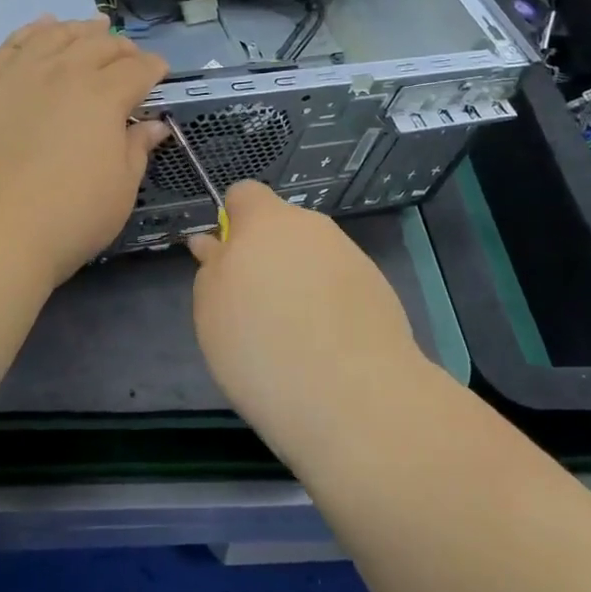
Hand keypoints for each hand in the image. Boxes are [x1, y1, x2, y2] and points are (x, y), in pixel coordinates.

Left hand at [0, 18, 169, 286]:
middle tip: (129, 56)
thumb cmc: (71, 216)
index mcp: (104, 95)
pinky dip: (31, 32)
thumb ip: (137, 147)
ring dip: (79, 29)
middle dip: (120, 47)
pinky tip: (41, 28)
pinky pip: (11, 46)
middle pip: (98, 45)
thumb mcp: (121, 187)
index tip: (160, 72)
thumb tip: (154, 125)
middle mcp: (64, 72)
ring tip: (91, 28)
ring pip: (55, 36)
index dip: (153, 68)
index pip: (137, 69)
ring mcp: (20, 75)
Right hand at [188, 182, 426, 456]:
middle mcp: (312, 227)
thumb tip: (213, 243)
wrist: (353, 397)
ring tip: (294, 335)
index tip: (227, 263)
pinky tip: (327, 346)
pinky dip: (330, 304)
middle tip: (255, 307)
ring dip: (299, 279)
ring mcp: (350, 256)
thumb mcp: (211, 309)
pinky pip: (340, 284)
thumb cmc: (260, 346)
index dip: (232, 222)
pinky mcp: (379, 288)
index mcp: (265, 221)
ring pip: (312, 256)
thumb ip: (212, 267)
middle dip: (267, 254)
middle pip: (282, 227)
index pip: (244, 194)